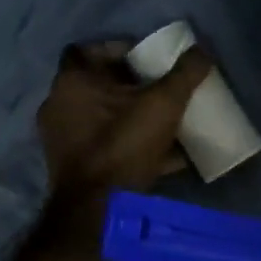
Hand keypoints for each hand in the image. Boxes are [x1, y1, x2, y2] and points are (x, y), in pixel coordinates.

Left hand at [36, 41, 213, 202]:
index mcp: (72, 82)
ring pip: (101, 118)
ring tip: (165, 123)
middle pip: (96, 85)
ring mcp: (61, 139)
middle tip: (160, 90)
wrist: (97, 210)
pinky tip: (162, 157)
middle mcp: (58, 106)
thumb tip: (202, 50)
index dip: (117, 50)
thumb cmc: (123, 145)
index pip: (87, 50)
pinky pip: (103, 146)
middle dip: (129, 86)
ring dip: (130, 117)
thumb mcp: (163, 105)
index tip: (145, 59)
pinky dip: (127, 145)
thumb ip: (184, 74)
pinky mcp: (71, 167)